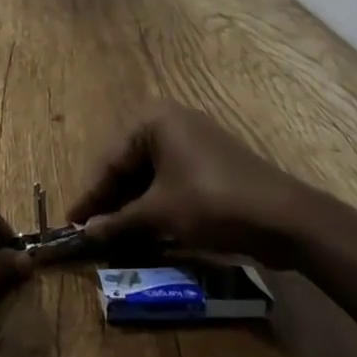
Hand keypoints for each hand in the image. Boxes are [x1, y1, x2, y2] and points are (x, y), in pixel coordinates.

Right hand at [67, 102, 317, 263]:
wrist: (284, 217)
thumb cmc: (212, 202)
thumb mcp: (160, 213)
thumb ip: (119, 221)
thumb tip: (86, 232)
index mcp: (153, 119)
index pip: (110, 160)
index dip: (91, 195)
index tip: (71, 222)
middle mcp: (171, 121)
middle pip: (130, 165)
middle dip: (112, 201)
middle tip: (92, 232)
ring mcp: (194, 141)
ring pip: (151, 175)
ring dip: (134, 206)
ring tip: (115, 236)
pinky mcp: (211, 164)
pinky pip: (171, 181)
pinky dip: (157, 204)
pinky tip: (146, 230)